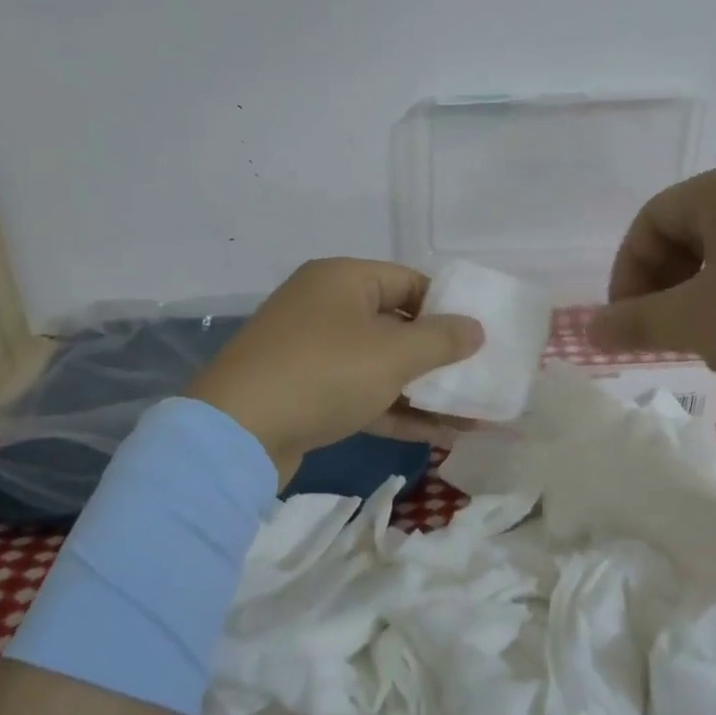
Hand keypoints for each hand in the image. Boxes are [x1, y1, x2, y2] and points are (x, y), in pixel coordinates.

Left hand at [185, 258, 484, 482]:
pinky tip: (438, 435)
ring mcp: (312, 351)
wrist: (237, 433)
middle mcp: (325, 307)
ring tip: (470, 413)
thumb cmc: (324, 373)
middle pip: (396, 324)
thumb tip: (476, 328)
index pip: (409, 281)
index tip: (478, 337)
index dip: (447, 307)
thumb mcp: (393, 354)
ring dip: (423, 389)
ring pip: (380, 364)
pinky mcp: (305, 392)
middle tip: (478, 376)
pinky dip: (396, 409)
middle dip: (439, 355)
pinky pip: (361, 392)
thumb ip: (441, 339)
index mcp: (342, 279)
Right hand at [589, 160, 715, 397]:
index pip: (649, 221)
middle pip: (689, 234)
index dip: (627, 272)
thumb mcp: (698, 323)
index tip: (629, 321)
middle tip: (669, 336)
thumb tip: (586, 331)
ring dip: (705, 299)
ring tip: (713, 347)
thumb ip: (634, 323)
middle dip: (668, 289)